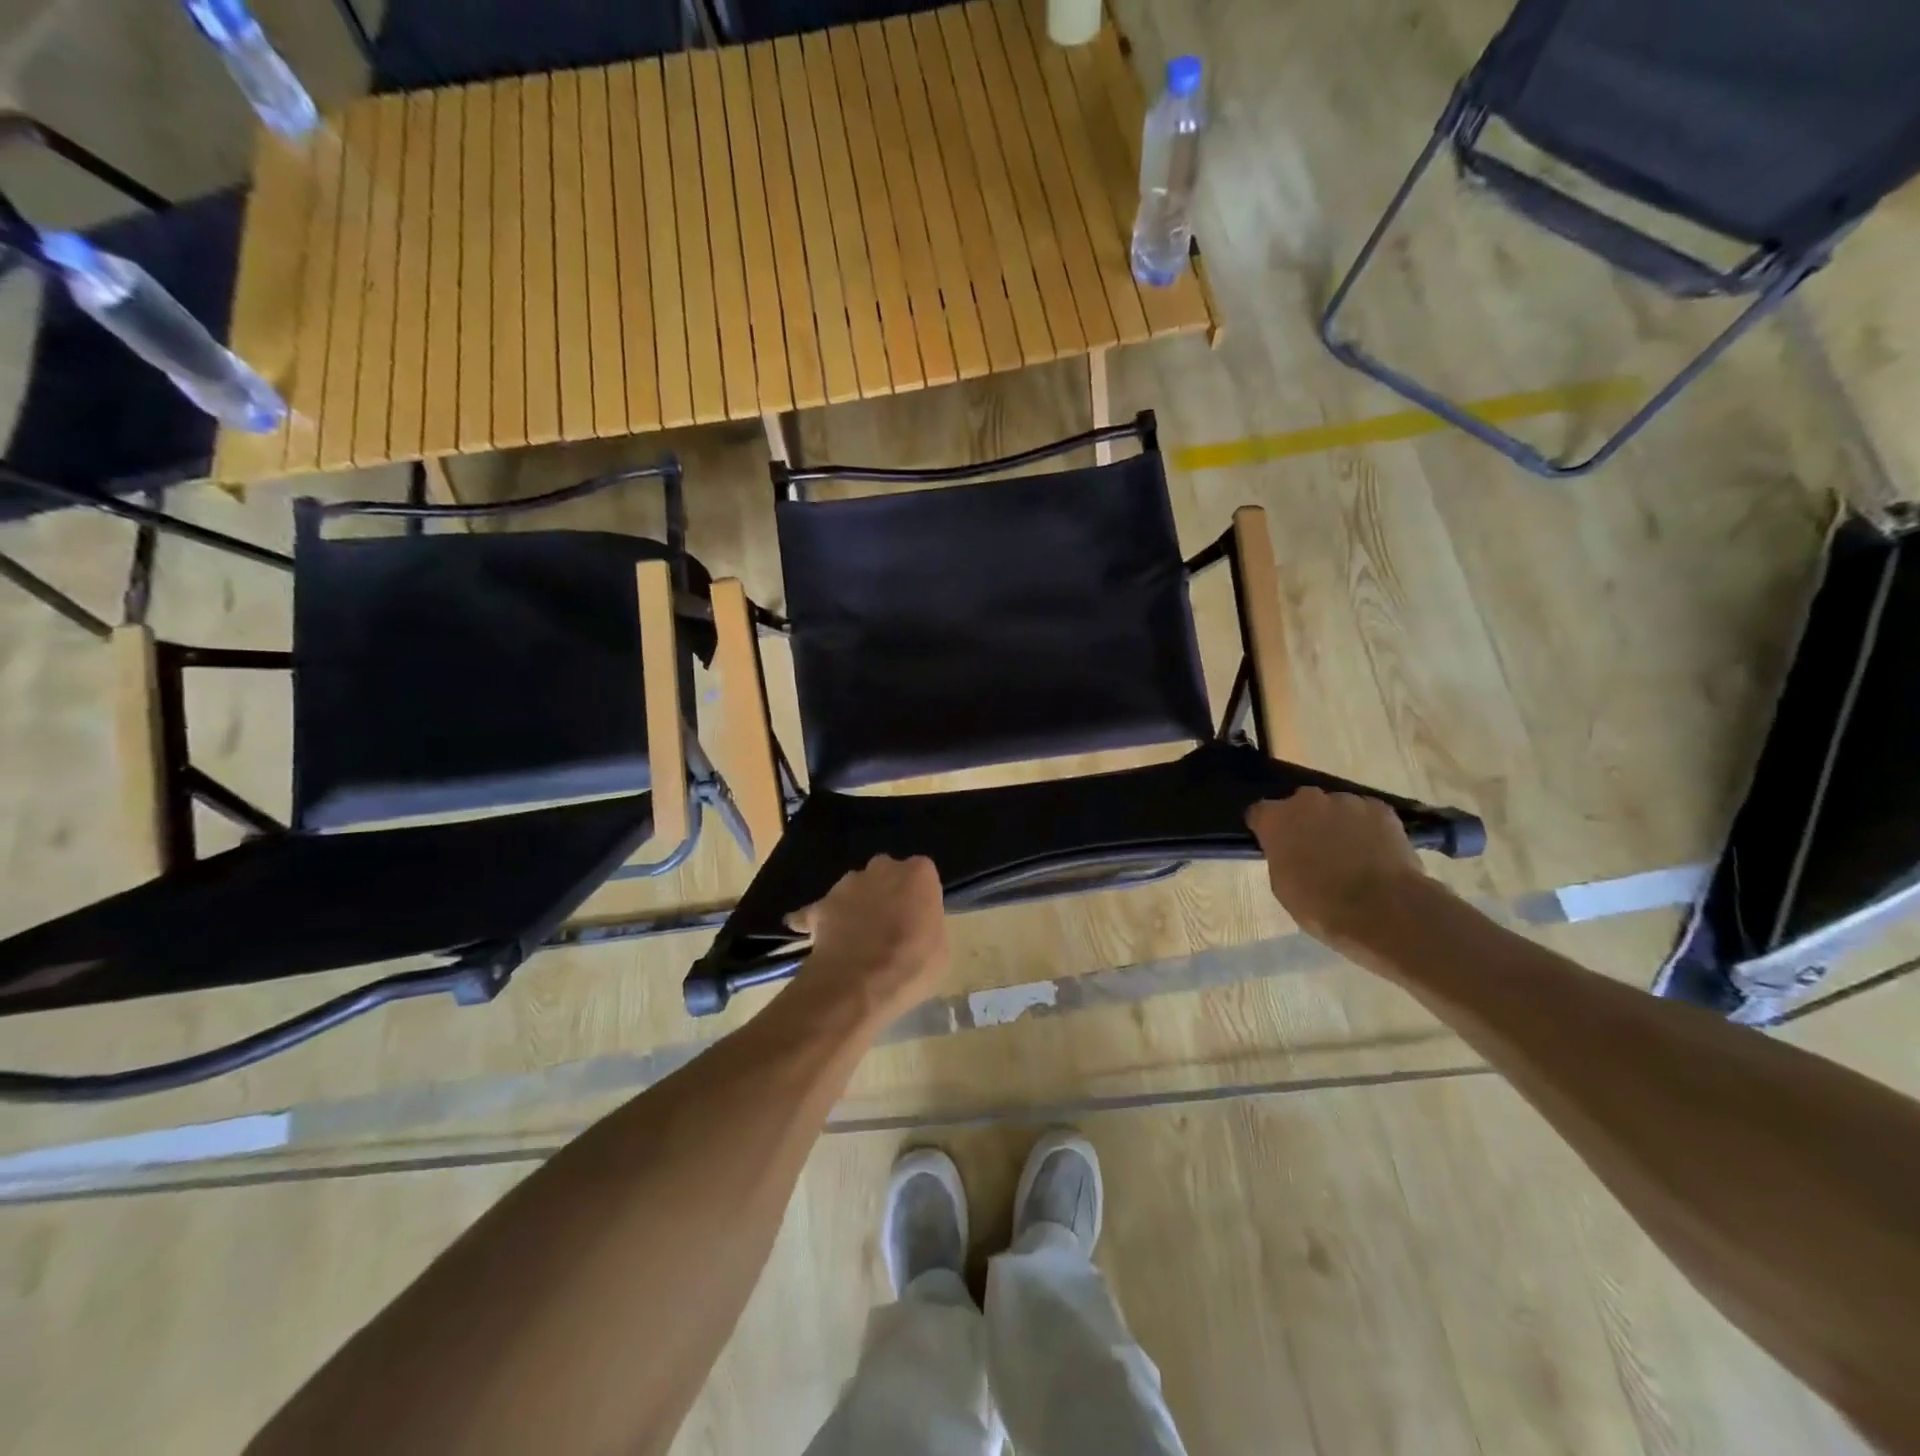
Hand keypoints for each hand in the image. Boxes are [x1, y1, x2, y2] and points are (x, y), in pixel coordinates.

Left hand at [789, 855, 949, 1019]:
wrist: (860, 983)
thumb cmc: (912, 964)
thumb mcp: (939, 948)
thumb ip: (927, 925)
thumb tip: (916, 927)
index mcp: (917, 873)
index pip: (921, 874)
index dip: (919, 896)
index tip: (919, 917)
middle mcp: (881, 868)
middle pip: (885, 873)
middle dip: (886, 892)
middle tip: (889, 924)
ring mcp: (846, 884)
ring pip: (853, 888)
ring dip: (856, 905)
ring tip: (857, 937)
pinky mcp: (819, 905)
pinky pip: (819, 910)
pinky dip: (819, 921)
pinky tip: (819, 938)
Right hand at [1247, 790, 1424, 947]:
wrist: (1384, 910)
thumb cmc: (1322, 906)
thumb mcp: (1283, 887)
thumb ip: (1281, 857)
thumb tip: (1290, 852)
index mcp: (1276, 820)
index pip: (1260, 812)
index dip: (1267, 828)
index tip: (1274, 844)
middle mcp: (1307, 801)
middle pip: (1300, 804)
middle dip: (1304, 821)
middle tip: (1314, 849)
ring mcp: (1347, 802)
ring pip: (1336, 808)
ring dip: (1337, 823)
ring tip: (1351, 853)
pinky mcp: (1381, 809)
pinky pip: (1368, 813)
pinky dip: (1368, 827)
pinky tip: (1376, 852)